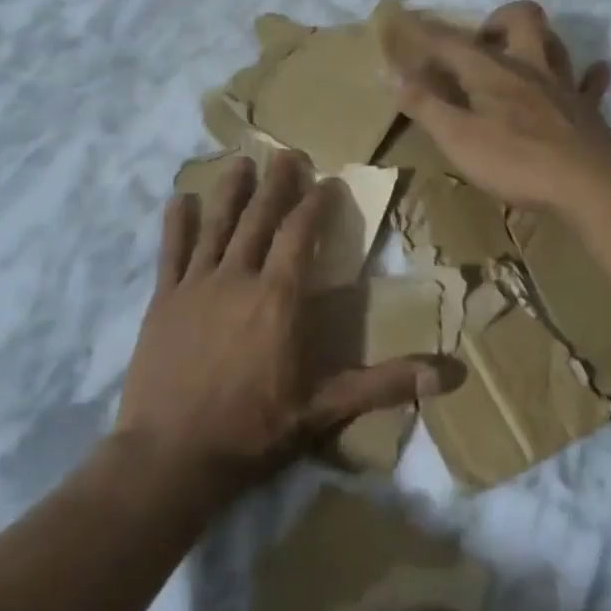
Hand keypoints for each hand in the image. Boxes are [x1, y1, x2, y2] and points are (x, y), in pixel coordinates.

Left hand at [116, 152, 435, 493]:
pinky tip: (179, 200)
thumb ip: (384, 384)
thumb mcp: (324, 409)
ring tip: (241, 161)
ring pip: (216, 225)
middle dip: (277, 183)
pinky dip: (176, 224)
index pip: (301, 234)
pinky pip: (170, 252)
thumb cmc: (252, 430)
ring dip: (230, 190)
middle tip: (288, 153)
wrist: (170, 456)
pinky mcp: (162, 301)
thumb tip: (449, 375)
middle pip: (260, 218)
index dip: (316, 203)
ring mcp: (196, 286)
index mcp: (278, 298)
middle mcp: (238, 278)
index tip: (328, 181)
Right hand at [377, 0, 610, 214]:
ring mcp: (563, 85)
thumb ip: (427, 106)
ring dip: (538, 40)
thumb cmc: (516, 161)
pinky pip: (591, 83)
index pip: (450, 41)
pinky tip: (587, 76)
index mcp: (491, 71)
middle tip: (480, 44)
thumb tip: (397, 77)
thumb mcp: (458, 138)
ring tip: (521, 56)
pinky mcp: (588, 110)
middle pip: (520, 18)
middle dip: (497, 20)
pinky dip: (588, 76)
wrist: (589, 183)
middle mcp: (529, 66)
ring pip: (555, 43)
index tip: (405, 21)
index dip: (424, 31)